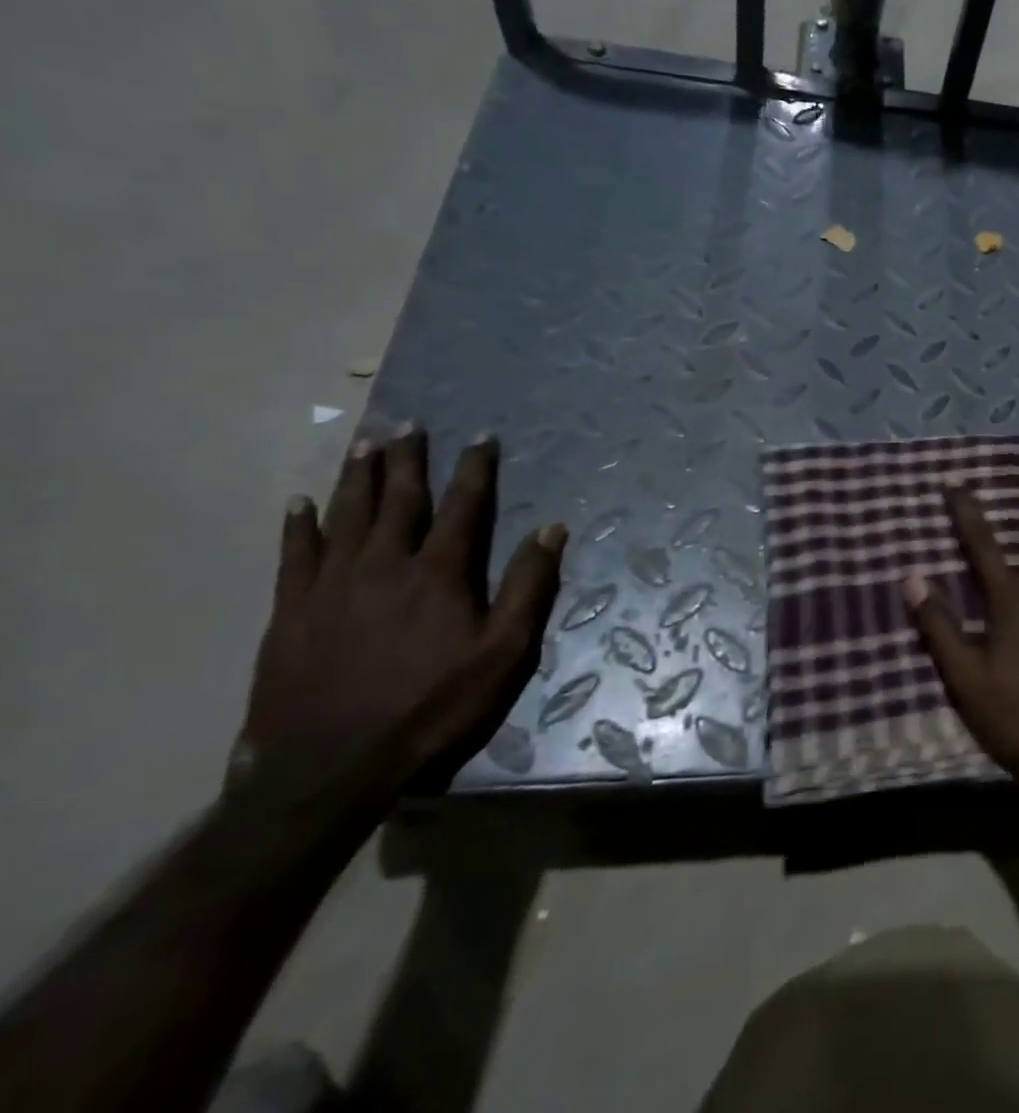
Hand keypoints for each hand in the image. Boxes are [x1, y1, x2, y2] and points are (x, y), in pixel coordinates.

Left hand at [234, 426, 566, 798]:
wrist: (330, 767)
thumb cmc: (432, 707)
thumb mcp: (503, 653)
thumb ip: (528, 587)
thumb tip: (553, 529)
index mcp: (438, 573)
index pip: (462, 506)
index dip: (474, 468)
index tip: (481, 436)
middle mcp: (384, 565)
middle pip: (398, 500)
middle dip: (407, 460)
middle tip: (408, 425)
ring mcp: (331, 586)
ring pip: (346, 516)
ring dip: (358, 477)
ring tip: (364, 444)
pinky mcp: (290, 612)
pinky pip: (294, 556)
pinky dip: (298, 526)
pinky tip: (299, 504)